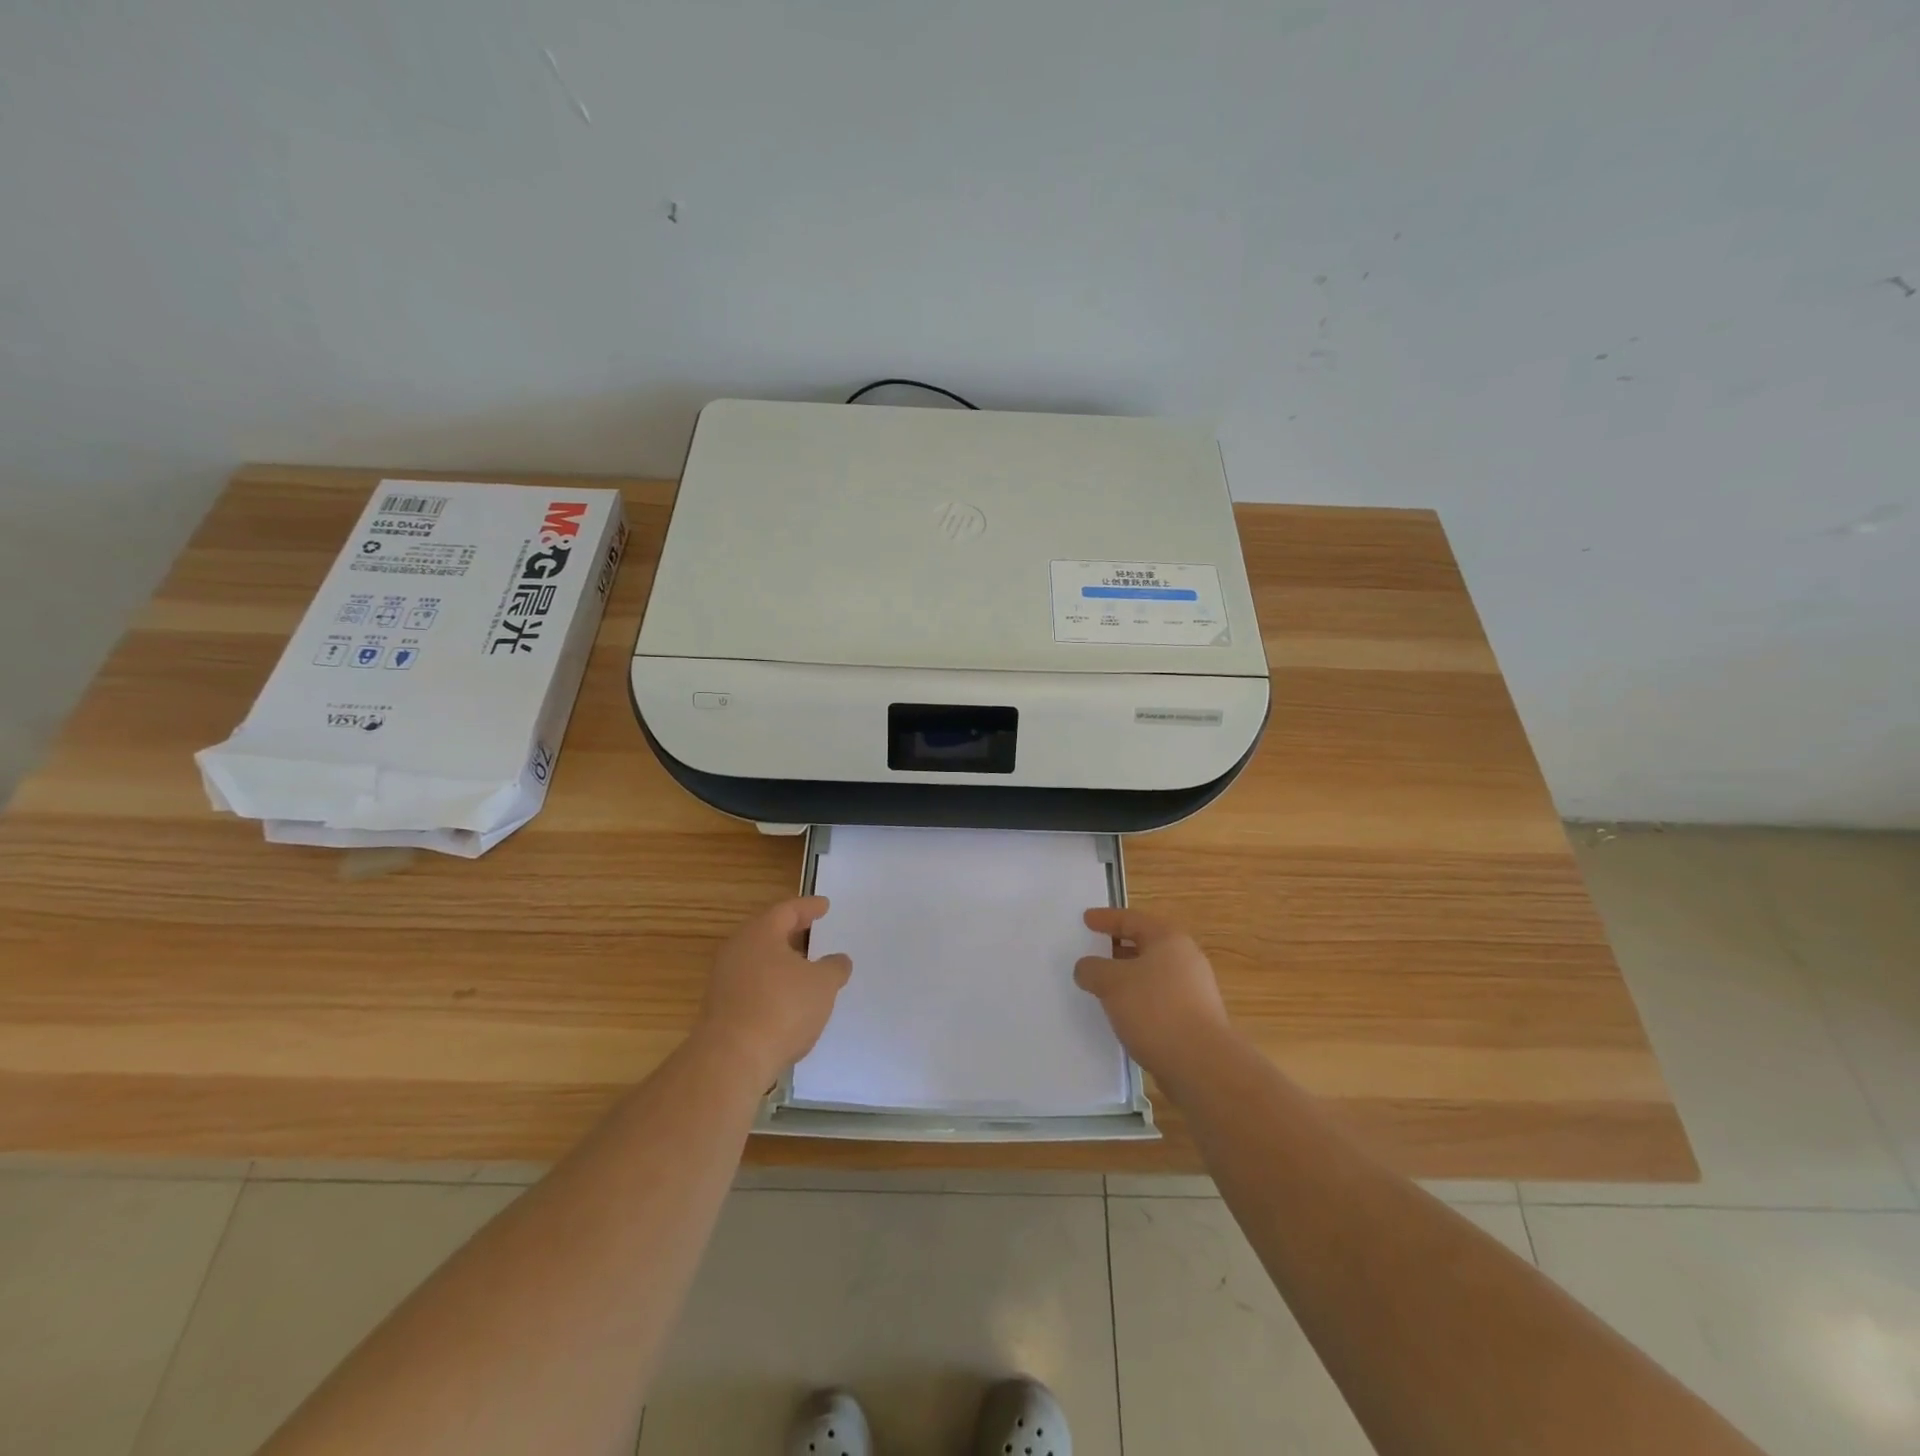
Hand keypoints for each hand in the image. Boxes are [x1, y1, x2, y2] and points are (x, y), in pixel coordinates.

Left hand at [697, 897, 851, 1084]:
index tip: (824, 906)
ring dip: (781, 962)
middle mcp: (737, 950)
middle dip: (792, 933)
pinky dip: (771, 986)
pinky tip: (787, 1001)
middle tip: (812, 931)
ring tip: (804, 969)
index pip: (787, 910)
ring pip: (758, 961)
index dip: (809, 907)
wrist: (731, 1060)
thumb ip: (834, 968)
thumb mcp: (822, 985)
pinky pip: (751, 986)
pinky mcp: (720, 1009)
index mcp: (760, 933)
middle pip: (768, 933)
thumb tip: (838, 960)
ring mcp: (724, 980)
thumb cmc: (782, 1008)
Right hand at [1076, 906, 1232, 1081]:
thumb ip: (1093, 969)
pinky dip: (1138, 999)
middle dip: (1117, 948)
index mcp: (1169, 939)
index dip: (1106, 918)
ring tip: (1102, 985)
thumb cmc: (1155, 1010)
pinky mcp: (1194, 1019)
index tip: (1086, 919)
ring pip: (1152, 974)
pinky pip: (1158, 999)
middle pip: (1145, 945)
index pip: (1132, 919)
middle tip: (1093, 951)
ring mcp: (1194, 990)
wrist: (1201, 1064)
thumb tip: (1086, 968)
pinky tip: (1123, 1014)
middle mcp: (1186, 959)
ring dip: (1127, 977)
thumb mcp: (1112, 983)